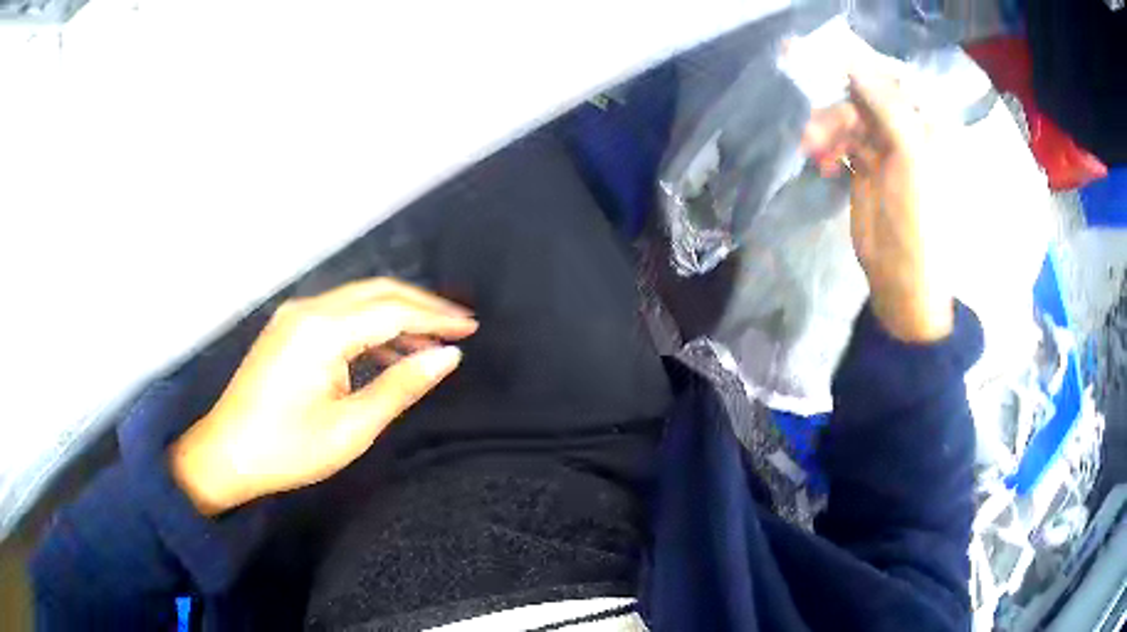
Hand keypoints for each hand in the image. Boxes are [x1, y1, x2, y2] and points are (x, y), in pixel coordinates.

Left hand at [169, 278, 477, 515]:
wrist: (227, 454)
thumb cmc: (288, 449)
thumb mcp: (351, 427)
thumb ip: (401, 386)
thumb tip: (447, 356)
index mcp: (321, 331)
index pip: (392, 310)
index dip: (435, 317)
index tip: (471, 327)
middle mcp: (308, 310)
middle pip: (376, 292)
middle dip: (421, 306)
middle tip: (459, 326)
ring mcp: (295, 315)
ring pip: (359, 300)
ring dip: (397, 315)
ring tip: (432, 341)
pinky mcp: (289, 327)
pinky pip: (340, 315)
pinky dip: (370, 327)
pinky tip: (389, 351)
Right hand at [801, 71, 953, 341]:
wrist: (902, 277)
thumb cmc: (920, 220)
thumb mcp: (910, 157)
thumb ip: (886, 105)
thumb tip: (853, 61)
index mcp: (930, 125)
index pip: (895, 79)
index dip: (862, 68)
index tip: (826, 61)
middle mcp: (910, 129)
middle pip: (866, 95)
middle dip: (838, 106)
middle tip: (815, 125)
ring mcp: (886, 147)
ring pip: (849, 116)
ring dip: (827, 127)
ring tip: (813, 149)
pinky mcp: (866, 165)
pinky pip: (841, 138)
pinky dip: (828, 145)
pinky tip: (822, 162)